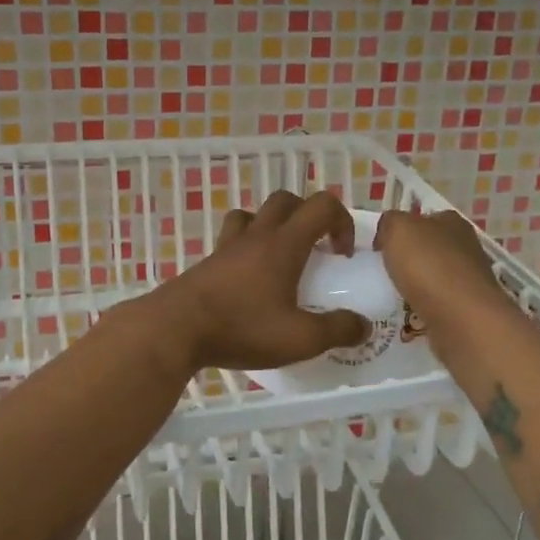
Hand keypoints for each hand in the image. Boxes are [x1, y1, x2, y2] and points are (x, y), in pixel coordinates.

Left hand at [141, 191, 372, 372]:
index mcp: (283, 244)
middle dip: (308, 216)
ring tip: (280, 258)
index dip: (341, 221)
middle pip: (286, 200)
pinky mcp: (207, 263)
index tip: (342, 255)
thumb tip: (364, 326)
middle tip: (316, 250)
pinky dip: (246, 247)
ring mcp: (227, 246)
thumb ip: (337, 330)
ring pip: (253, 214)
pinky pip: (231, 239)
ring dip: (272, 225)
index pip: (322, 205)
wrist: (174, 329)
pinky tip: (248, 280)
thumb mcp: (300, 338)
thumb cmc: (241, 328)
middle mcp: (256, 235)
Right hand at [374, 208, 501, 317]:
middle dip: (408, 258)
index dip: (401, 230)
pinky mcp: (467, 308)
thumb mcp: (398, 229)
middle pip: (429, 248)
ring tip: (391, 295)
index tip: (381, 247)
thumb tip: (387, 233)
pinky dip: (423, 306)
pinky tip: (408, 313)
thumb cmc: (428, 266)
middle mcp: (465, 247)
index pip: (423, 219)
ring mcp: (468, 279)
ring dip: (415, 284)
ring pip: (433, 276)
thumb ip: (389, 222)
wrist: (462, 318)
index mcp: (451, 222)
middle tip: (383, 271)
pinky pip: (437, 303)